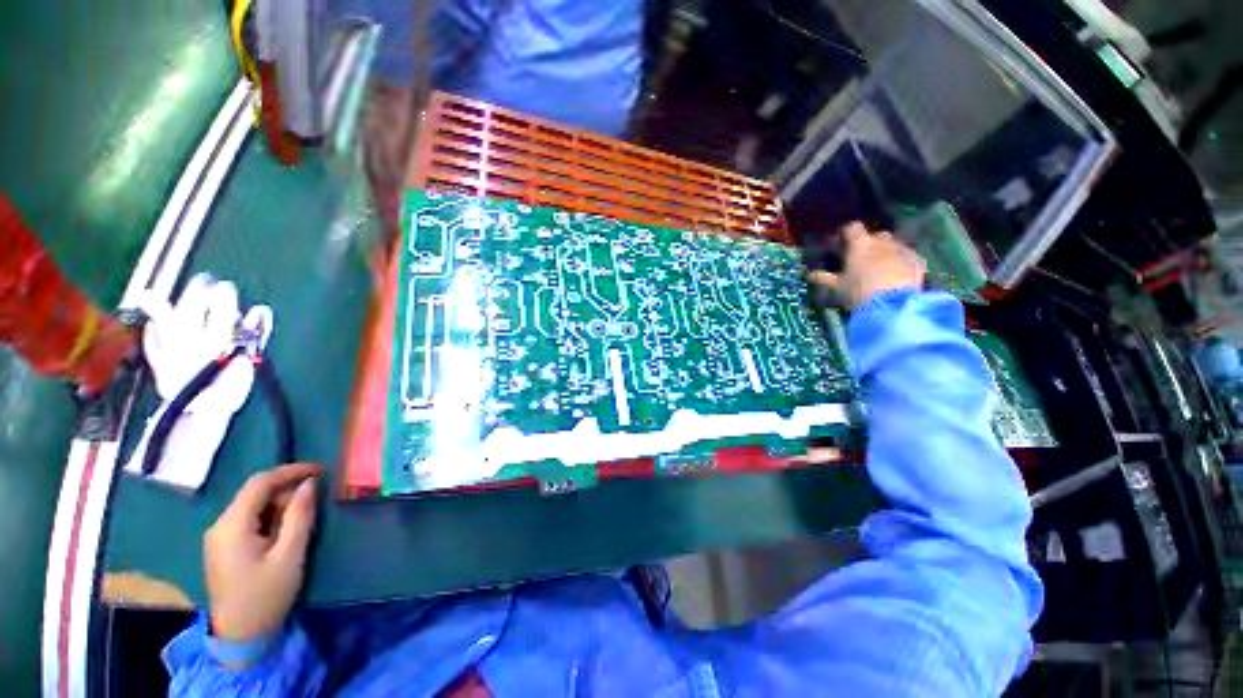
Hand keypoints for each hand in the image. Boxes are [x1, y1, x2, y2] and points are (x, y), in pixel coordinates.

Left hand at [204, 464, 320, 641]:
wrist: (240, 636)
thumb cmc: (267, 595)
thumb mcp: (290, 554)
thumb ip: (299, 515)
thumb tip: (310, 483)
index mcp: (232, 525)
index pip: (260, 482)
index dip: (291, 471)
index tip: (321, 470)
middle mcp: (220, 525)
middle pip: (255, 493)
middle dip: (287, 490)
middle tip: (316, 500)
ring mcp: (218, 537)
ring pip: (252, 506)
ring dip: (280, 504)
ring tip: (304, 517)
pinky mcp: (223, 547)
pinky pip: (248, 520)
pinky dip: (270, 517)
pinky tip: (285, 530)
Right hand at [809, 222, 925, 309]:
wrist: (893, 304)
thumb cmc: (858, 291)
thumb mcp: (837, 287)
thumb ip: (824, 278)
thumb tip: (810, 274)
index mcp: (860, 244)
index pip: (852, 228)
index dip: (846, 234)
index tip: (840, 243)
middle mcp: (882, 241)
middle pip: (875, 235)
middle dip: (868, 244)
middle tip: (860, 260)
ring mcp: (902, 249)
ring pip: (892, 245)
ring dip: (885, 253)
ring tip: (879, 269)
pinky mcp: (917, 261)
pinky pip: (907, 257)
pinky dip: (901, 263)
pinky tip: (896, 276)